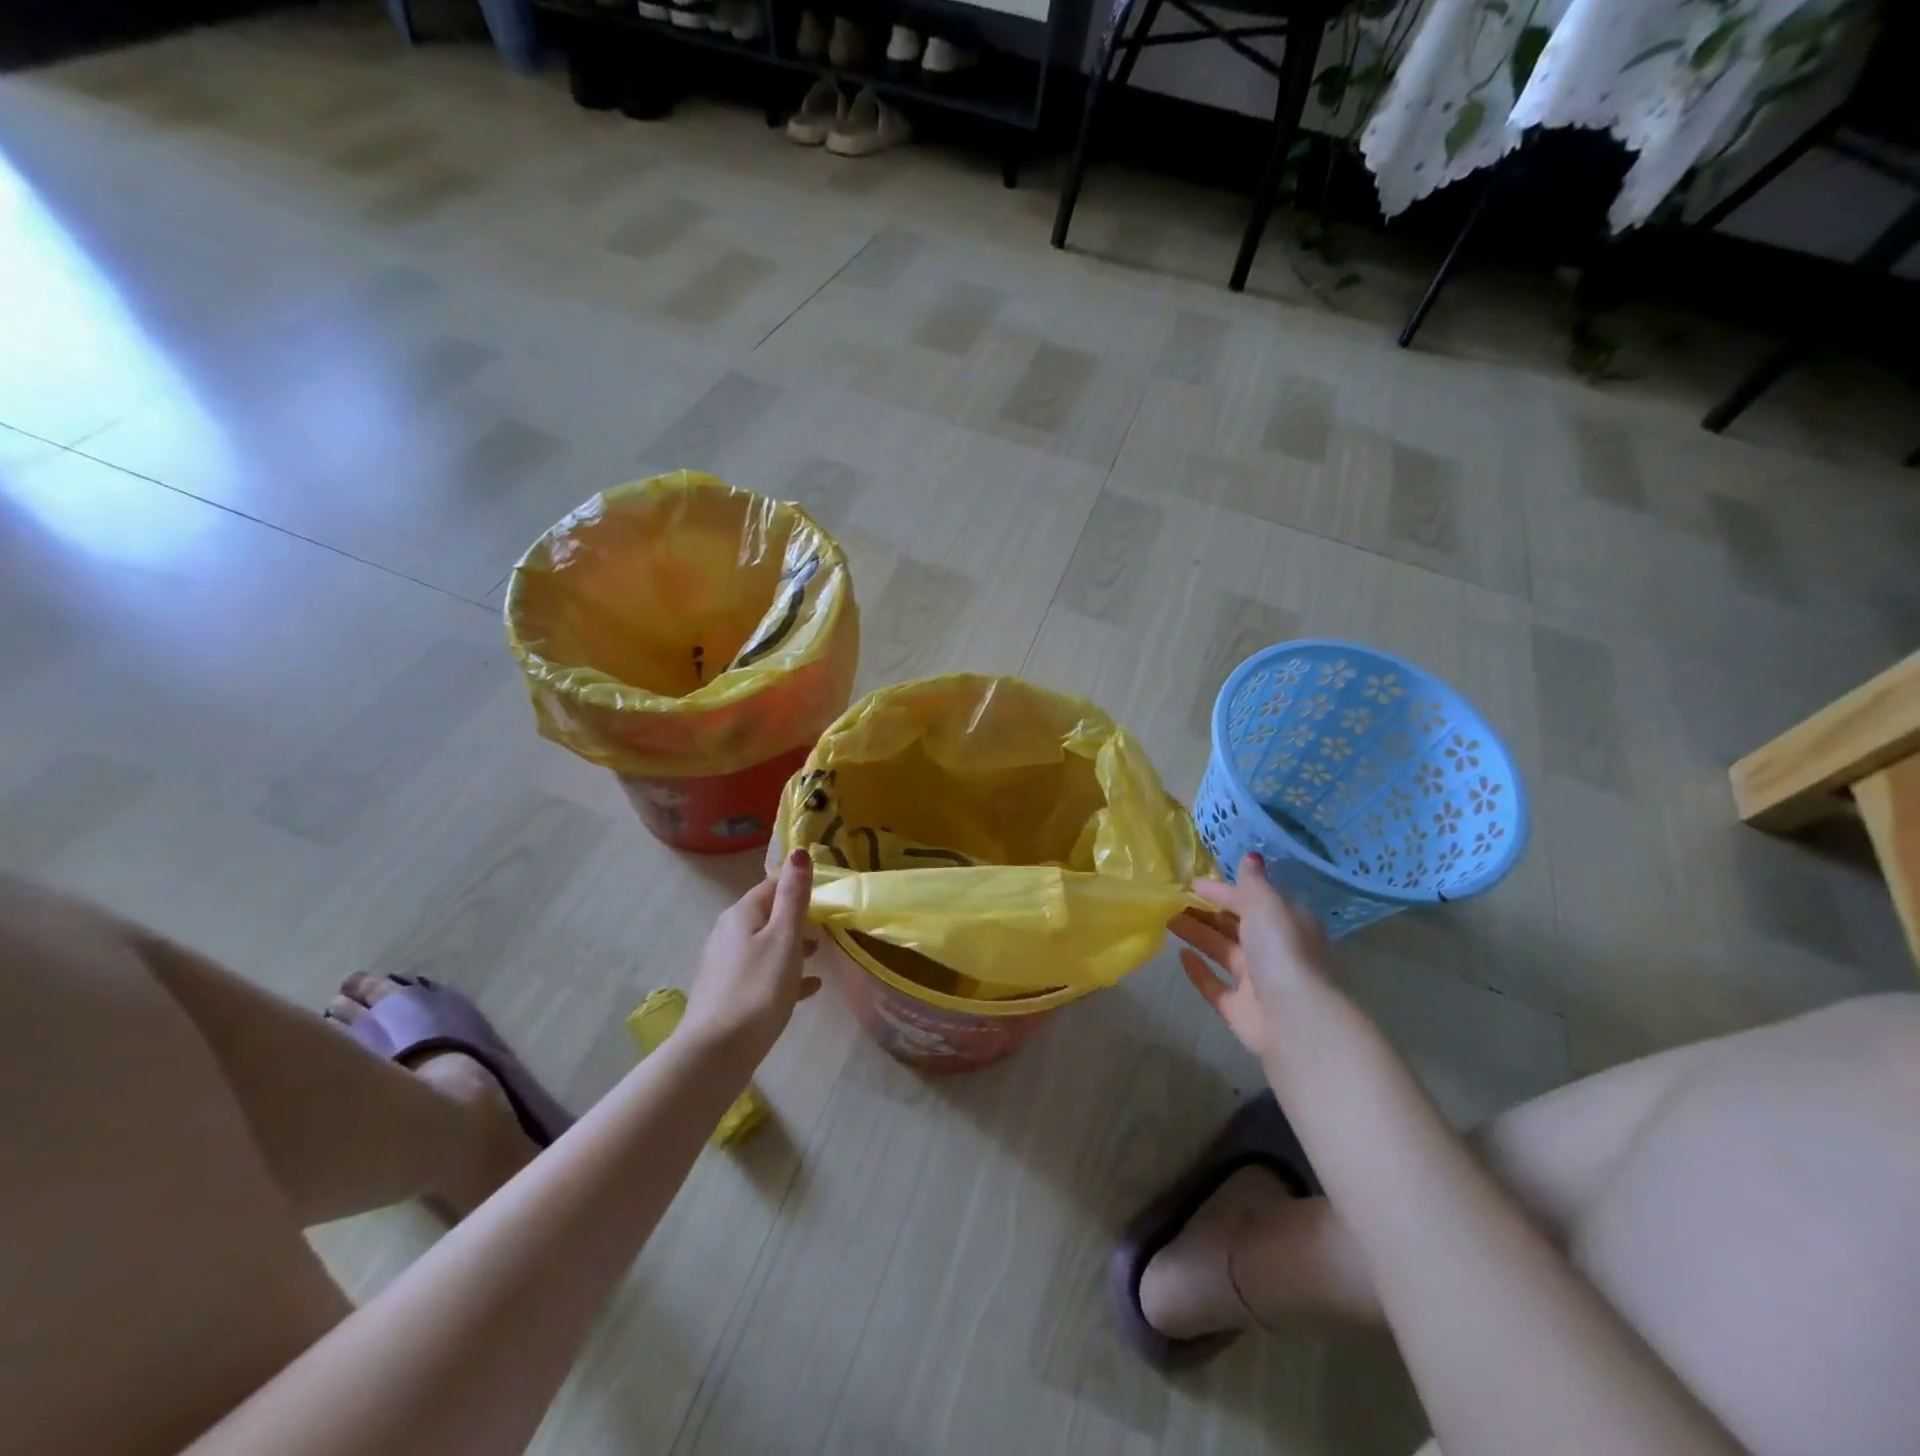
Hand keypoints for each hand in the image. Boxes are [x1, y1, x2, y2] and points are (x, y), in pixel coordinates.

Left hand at [682, 851, 820, 1065]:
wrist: (715, 1054)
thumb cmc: (757, 989)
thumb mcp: (784, 939)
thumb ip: (793, 898)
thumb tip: (798, 852)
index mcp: (741, 915)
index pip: (772, 886)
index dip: (798, 885)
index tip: (827, 892)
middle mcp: (728, 934)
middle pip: (768, 916)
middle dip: (797, 917)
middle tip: (829, 924)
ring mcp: (726, 965)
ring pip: (766, 945)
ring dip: (793, 946)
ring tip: (821, 954)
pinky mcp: (728, 994)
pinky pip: (763, 974)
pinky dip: (784, 974)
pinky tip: (809, 987)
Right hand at [1170, 854, 1333, 1062]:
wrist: (1294, 1019)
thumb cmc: (1281, 951)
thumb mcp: (1266, 905)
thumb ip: (1251, 884)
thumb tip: (1249, 857)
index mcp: (1287, 923)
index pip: (1251, 900)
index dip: (1223, 890)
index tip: (1191, 883)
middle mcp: (1274, 951)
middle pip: (1236, 926)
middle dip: (1207, 912)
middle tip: (1172, 900)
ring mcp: (1258, 982)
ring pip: (1223, 952)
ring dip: (1198, 935)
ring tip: (1167, 920)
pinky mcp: (1241, 1010)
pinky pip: (1215, 986)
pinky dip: (1199, 972)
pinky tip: (1180, 956)